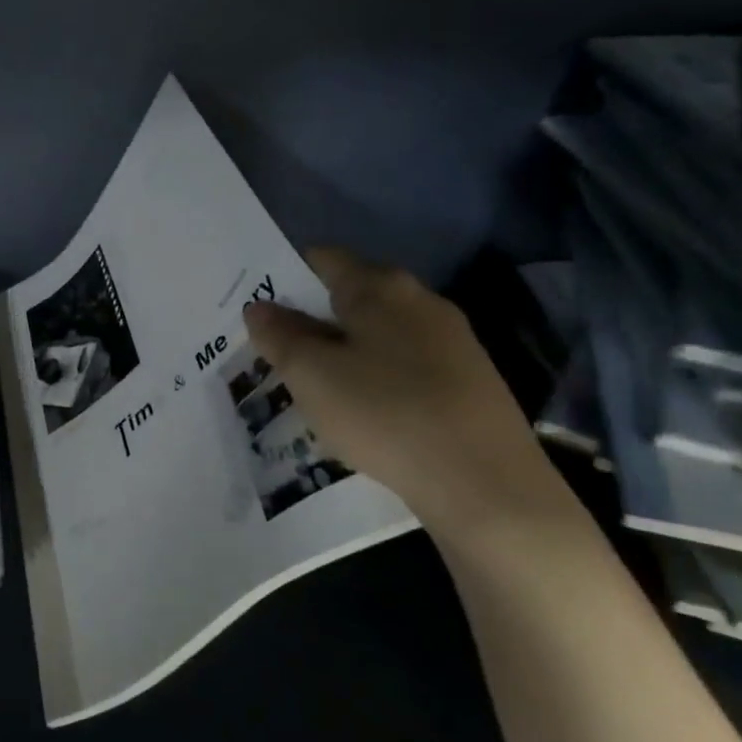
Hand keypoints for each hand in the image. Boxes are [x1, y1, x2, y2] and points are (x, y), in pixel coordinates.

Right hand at [242, 249, 563, 536]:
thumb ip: (280, 335)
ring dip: (343, 350)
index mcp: (380, 287)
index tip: (257, 308)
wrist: (484, 482)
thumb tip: (258, 307)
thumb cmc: (384, 413)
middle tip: (274, 350)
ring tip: (311, 385)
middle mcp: (420, 300)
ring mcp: (451, 340)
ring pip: (378, 333)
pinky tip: (361, 411)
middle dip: (311, 318)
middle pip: (352, 296)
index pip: (322, 259)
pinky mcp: (467, 380)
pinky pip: (403, 364)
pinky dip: (374, 376)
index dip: (285, 276)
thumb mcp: (312, 375)